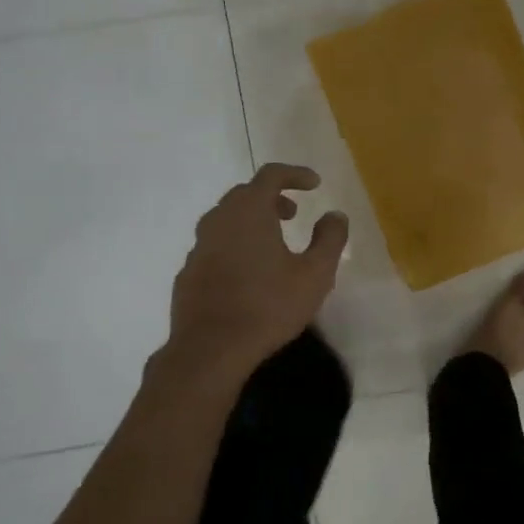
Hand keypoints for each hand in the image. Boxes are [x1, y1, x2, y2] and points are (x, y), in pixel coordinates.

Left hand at [167, 164, 348, 377]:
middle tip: (294, 214)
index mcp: (249, 212)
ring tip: (273, 242)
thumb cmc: (268, 306)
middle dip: (272, 198)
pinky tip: (248, 272)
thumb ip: (330, 239)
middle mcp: (219, 220)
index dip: (295, 174)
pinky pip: (215, 245)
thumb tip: (335, 215)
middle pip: (245, 194)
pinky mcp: (189, 272)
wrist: (210, 349)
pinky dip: (235, 245)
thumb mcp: (315, 274)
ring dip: (252, 221)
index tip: (315, 184)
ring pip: (227, 219)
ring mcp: (199, 246)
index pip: (271, 175)